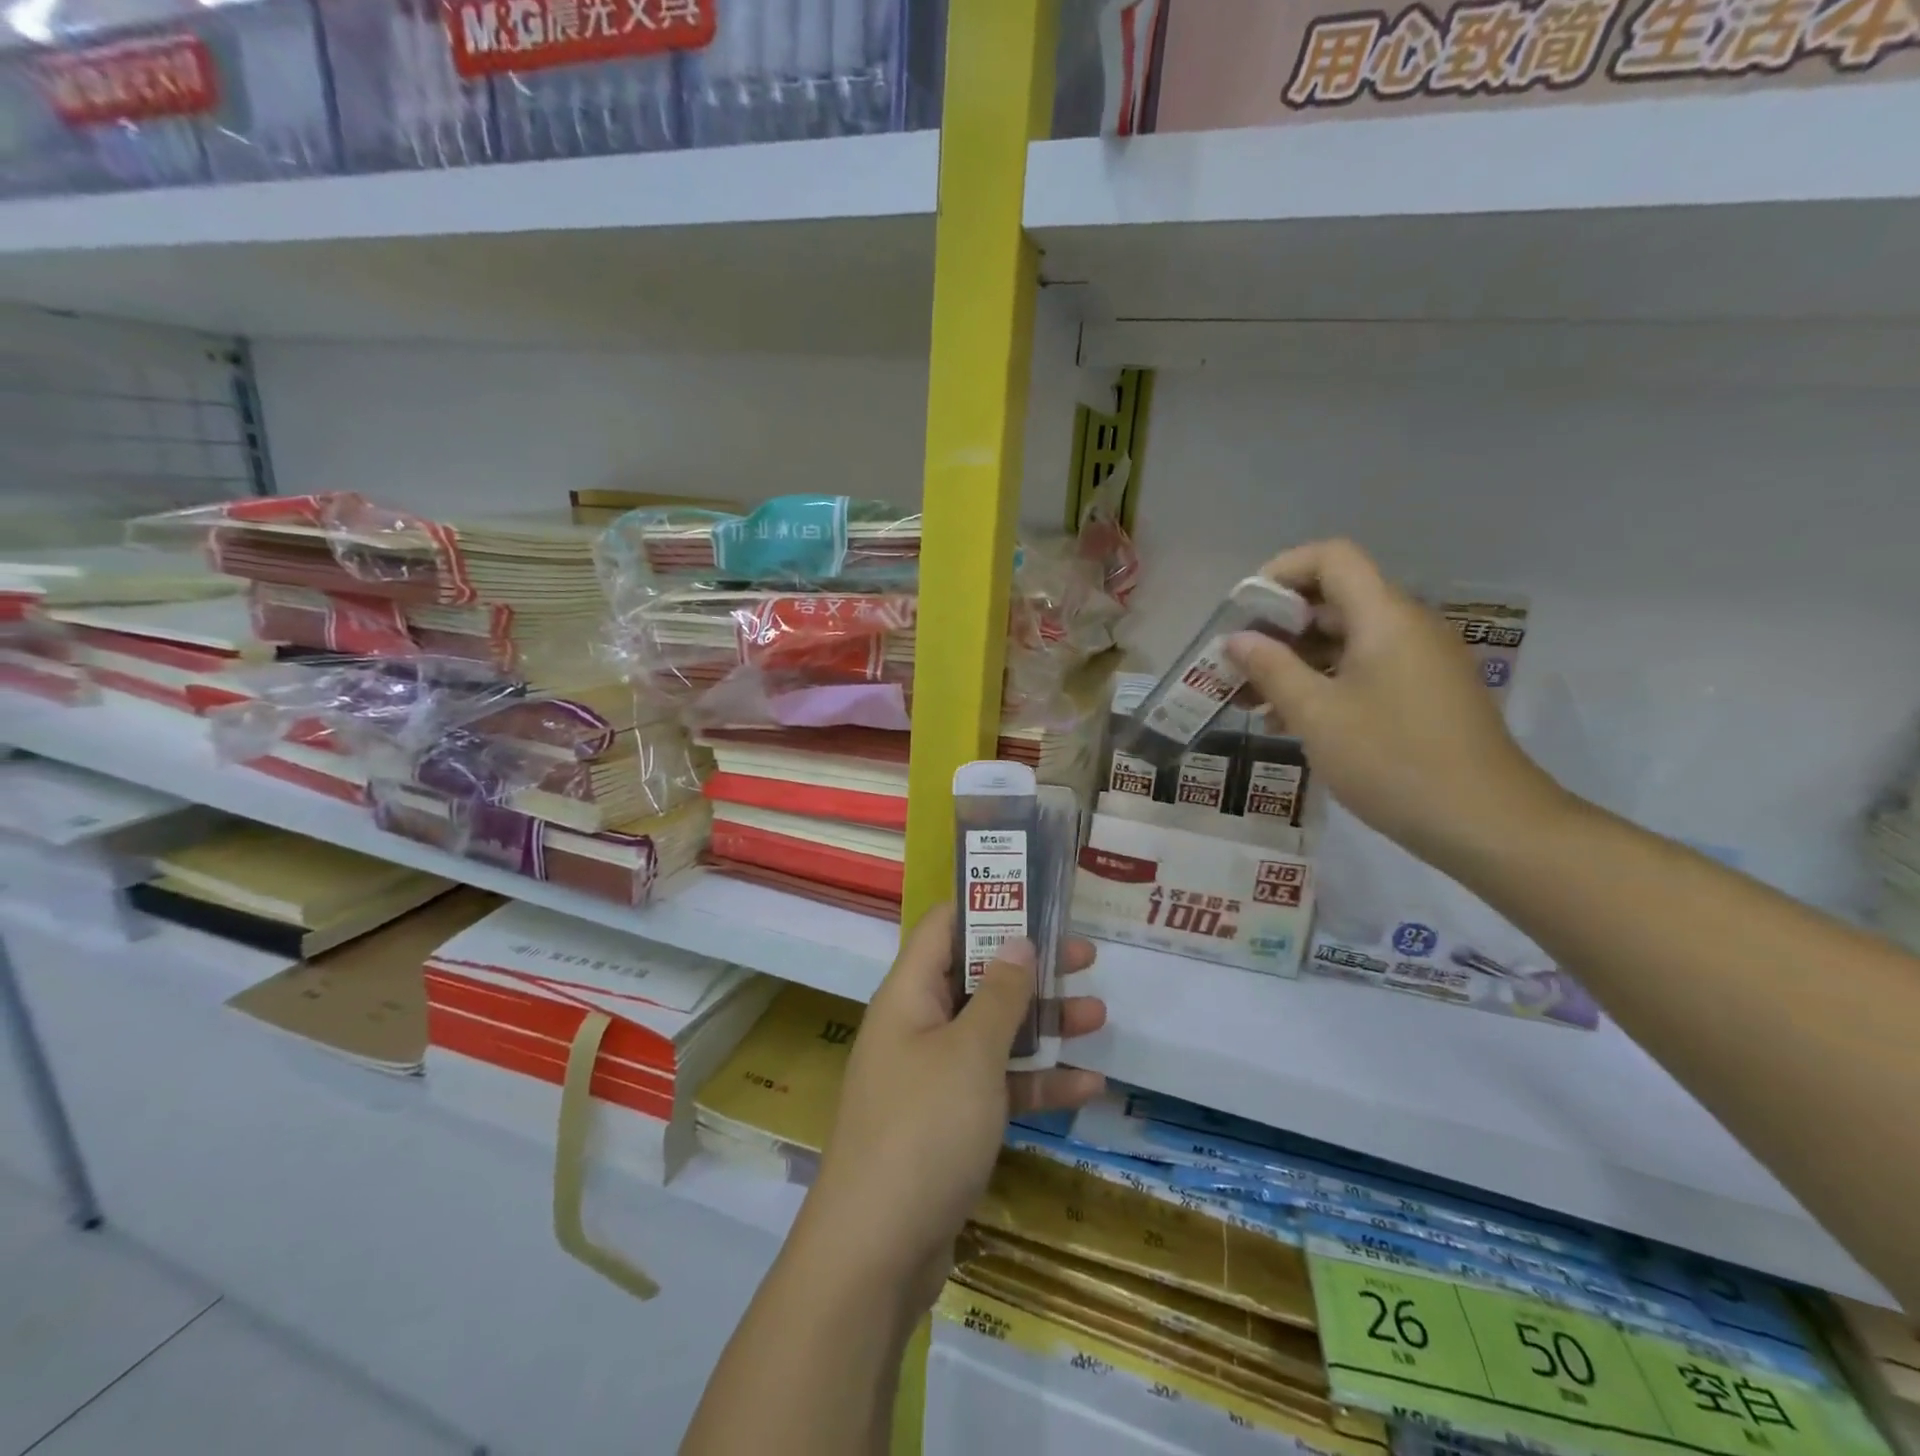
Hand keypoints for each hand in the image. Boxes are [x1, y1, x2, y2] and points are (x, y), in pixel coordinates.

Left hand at [800, 903, 1105, 1311]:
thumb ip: (999, 995)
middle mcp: (917, 1026)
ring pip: (993, 1033)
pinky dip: (1036, 1083)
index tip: (1037, 895)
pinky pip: (997, 1086)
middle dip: (1030, 966)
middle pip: (976, 977)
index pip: (944, 926)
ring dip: (1042, 1025)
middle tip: (1084, 954)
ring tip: (1098, 1015)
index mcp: (909, 995)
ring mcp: (933, 1077)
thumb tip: (1017, 941)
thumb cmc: (923, 1130)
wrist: (875, 1254)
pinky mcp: (949, 1123)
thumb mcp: (971, 1053)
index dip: (987, 903)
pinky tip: (1088, 1085)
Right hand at [1225, 539, 1567, 870]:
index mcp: (1384, 617)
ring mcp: (1419, 661)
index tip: (1243, 612)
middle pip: (1334, 599)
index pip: (1331, 558)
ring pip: (1345, 640)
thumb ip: (1271, 669)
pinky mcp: (1423, 693)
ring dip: (1295, 661)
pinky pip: (1363, 669)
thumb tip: (1237, 639)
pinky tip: (1288, 721)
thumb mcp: (1317, 715)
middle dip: (1278, 626)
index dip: (1281, 572)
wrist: (1486, 822)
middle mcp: (1406, 626)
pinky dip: (1323, 682)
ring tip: (1251, 699)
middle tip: (1236, 663)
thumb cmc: (1392, 760)